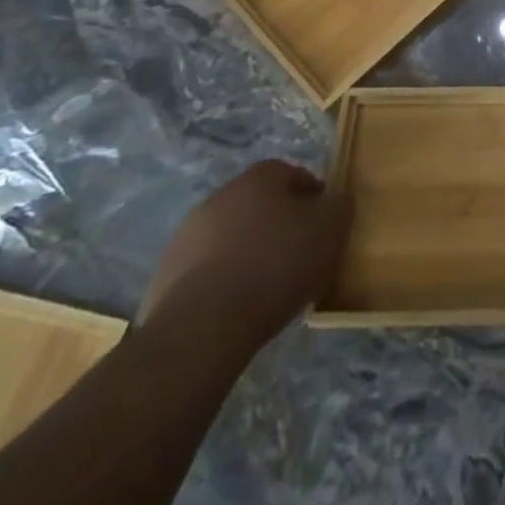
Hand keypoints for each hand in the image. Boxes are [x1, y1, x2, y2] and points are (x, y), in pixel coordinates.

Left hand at [138, 160, 351, 355]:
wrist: (201, 329)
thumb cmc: (275, 266)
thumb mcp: (331, 229)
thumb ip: (339, 205)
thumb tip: (333, 201)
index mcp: (260, 176)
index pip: (295, 175)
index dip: (313, 201)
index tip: (322, 230)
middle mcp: (221, 195)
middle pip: (260, 205)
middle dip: (278, 226)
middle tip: (297, 257)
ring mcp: (186, 235)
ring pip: (231, 237)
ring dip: (247, 253)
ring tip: (266, 289)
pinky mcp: (165, 275)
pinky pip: (206, 270)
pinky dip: (222, 282)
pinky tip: (235, 307)